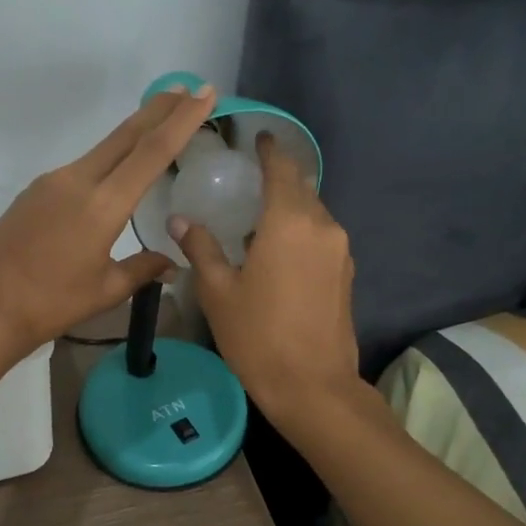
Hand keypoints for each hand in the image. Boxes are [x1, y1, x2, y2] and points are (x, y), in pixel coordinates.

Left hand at [0, 84, 217, 362]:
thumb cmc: (50, 304)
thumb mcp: (105, 290)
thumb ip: (142, 269)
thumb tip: (172, 263)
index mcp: (102, 205)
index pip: (152, 152)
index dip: (182, 120)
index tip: (204, 93)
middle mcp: (77, 181)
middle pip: (126, 136)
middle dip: (160, 110)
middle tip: (188, 89)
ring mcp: (51, 182)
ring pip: (102, 149)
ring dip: (132, 133)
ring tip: (158, 123)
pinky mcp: (34, 191)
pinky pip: (80, 168)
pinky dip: (106, 159)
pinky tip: (114, 172)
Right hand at [171, 133, 360, 423]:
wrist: (312, 387)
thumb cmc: (258, 336)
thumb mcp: (218, 291)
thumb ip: (201, 248)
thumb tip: (180, 220)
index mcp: (289, 222)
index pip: (282, 169)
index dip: (269, 150)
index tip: (257, 138)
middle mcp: (322, 226)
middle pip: (301, 188)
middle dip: (278, 177)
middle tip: (248, 178)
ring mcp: (340, 251)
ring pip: (313, 213)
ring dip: (289, 207)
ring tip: (258, 216)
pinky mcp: (346, 274)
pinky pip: (321, 237)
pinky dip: (300, 231)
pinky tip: (277, 250)